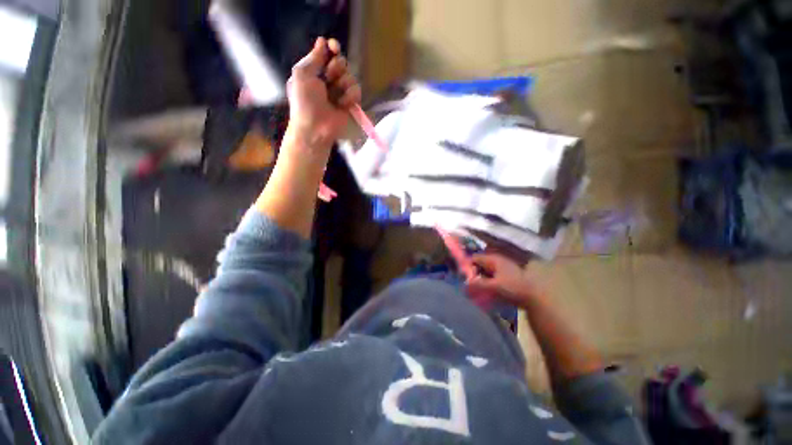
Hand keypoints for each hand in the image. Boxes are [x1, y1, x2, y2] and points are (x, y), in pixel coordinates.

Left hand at [286, 37, 361, 147]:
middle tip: (329, 77)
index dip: (333, 47)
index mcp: (315, 71)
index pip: (328, 53)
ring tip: (335, 97)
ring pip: (350, 76)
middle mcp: (329, 80)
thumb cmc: (304, 102)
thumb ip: (313, 57)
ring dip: (343, 84)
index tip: (334, 47)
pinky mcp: (350, 104)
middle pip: (341, 62)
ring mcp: (340, 92)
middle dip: (337, 68)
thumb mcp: (302, 74)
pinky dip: (350, 97)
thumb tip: (322, 41)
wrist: (315, 127)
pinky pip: (357, 91)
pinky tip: (342, 105)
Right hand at [466, 254, 542, 306]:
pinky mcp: (507, 275)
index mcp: (494, 259)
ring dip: (480, 278)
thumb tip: (464, 284)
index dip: (468, 266)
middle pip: (480, 264)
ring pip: (486, 270)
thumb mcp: (494, 286)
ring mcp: (503, 267)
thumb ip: (478, 284)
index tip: (463, 276)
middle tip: (469, 284)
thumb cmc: (513, 288)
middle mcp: (497, 260)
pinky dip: (487, 280)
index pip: (475, 258)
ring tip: (476, 288)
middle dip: (473, 273)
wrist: (534, 297)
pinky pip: (492, 275)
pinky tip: (486, 289)